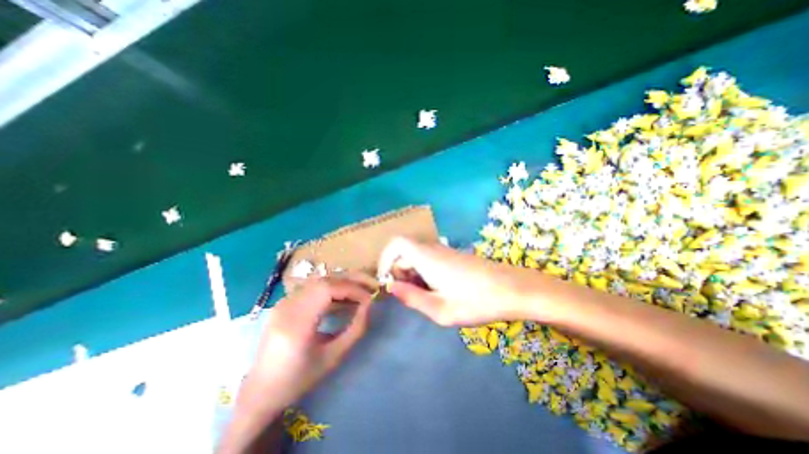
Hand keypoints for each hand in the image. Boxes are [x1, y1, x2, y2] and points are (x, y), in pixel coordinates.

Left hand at [246, 276, 375, 410]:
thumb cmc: (299, 379)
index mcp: (296, 323)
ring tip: (358, 293)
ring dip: (341, 284)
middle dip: (350, 282)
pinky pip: (312, 288)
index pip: (327, 289)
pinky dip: (331, 289)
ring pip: (319, 281)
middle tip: (368, 288)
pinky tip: (341, 299)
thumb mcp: (333, 357)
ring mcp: (283, 302)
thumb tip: (369, 305)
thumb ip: (355, 328)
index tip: (369, 298)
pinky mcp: (284, 303)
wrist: (261, 391)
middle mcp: (287, 307)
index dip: (352, 289)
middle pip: (324, 280)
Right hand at [377, 238, 542, 325]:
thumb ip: (412, 298)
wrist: (513, 289)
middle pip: (405, 252)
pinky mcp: (454, 256)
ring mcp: (445, 251)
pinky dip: (425, 273)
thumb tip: (391, 287)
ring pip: (417, 256)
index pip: (397, 243)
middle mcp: (433, 248)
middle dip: (400, 272)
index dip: (386, 258)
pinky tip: (438, 291)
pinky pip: (430, 259)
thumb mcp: (441, 309)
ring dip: (413, 274)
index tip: (387, 280)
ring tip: (425, 297)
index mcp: (426, 257)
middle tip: (408, 296)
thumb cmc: (477, 301)